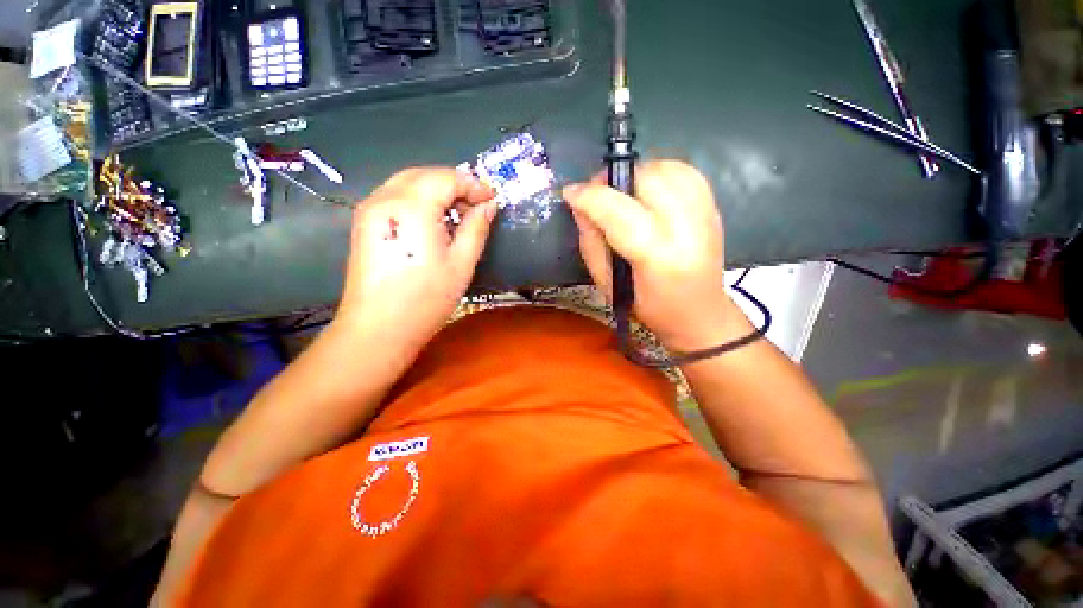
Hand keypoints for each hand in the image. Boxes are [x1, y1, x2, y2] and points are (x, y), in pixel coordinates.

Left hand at [336, 167, 496, 351]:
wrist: (378, 329)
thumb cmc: (425, 299)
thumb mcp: (461, 264)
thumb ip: (476, 228)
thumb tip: (489, 206)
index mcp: (411, 206)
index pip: (446, 177)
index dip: (473, 185)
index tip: (492, 199)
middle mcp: (385, 198)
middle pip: (425, 174)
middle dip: (455, 184)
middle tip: (477, 206)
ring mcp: (369, 209)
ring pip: (408, 182)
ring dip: (437, 190)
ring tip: (458, 214)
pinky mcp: (364, 223)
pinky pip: (395, 196)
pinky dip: (419, 199)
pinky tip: (433, 221)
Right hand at [563, 160, 737, 351]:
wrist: (699, 313)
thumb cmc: (648, 307)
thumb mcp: (607, 285)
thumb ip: (591, 242)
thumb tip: (580, 206)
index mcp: (658, 257)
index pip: (620, 212)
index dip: (591, 197)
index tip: (570, 194)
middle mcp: (688, 229)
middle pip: (647, 179)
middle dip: (614, 179)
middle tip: (599, 195)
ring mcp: (706, 214)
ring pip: (668, 168)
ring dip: (637, 174)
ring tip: (623, 193)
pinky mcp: (714, 207)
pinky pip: (686, 171)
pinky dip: (661, 172)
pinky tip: (649, 190)